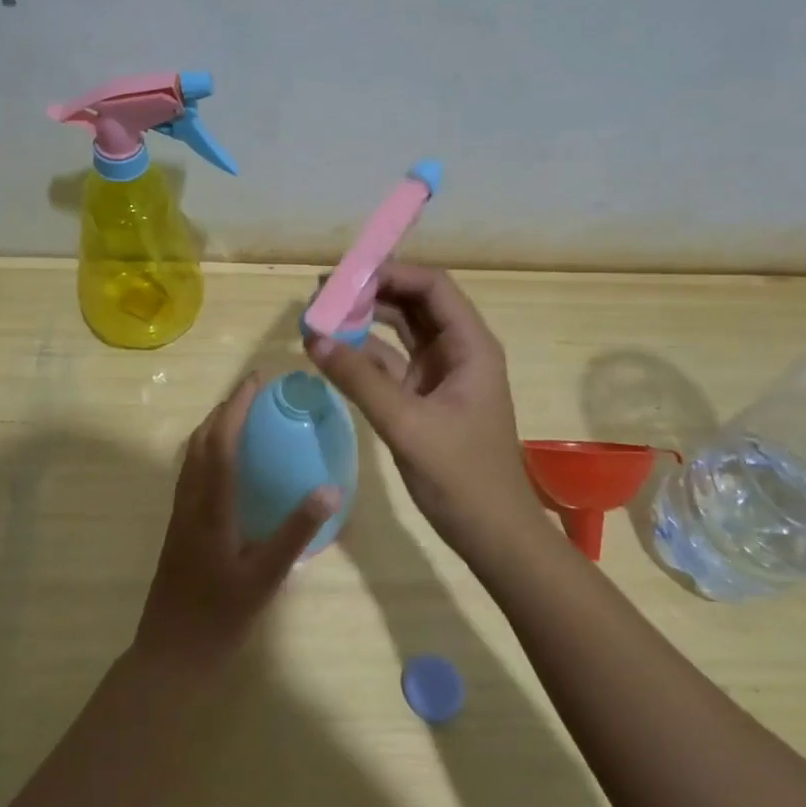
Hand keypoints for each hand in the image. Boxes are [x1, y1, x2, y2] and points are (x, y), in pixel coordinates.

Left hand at [133, 374, 339, 674]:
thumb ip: (296, 532)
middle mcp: (189, 502)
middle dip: (224, 409)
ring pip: (191, 457)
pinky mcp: (177, 529)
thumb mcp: (265, 578)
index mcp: (210, 508)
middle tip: (253, 392)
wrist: (170, 656)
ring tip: (239, 416)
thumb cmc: (219, 618)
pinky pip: (190, 474)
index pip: (221, 443)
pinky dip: (207, 451)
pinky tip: (225, 464)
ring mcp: (179, 515)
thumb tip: (330, 489)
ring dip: (212, 428)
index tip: (256, 381)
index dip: (237, 408)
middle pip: (200, 442)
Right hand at [307, 263, 541, 561]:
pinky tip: (332, 352)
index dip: (391, 272)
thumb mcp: (407, 424)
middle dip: (371, 292)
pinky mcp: (423, 397)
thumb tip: (313, 338)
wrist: (492, 534)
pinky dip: (363, 355)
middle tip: (323, 291)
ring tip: (320, 313)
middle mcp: (457, 350)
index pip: (432, 287)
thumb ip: (360, 379)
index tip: (346, 275)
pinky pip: (390, 363)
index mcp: (470, 345)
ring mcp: (440, 374)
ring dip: (364, 320)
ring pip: (400, 331)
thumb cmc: (461, 476)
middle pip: (414, 303)